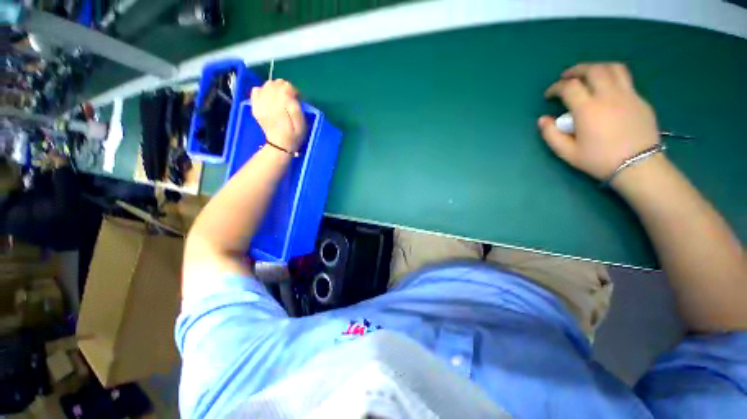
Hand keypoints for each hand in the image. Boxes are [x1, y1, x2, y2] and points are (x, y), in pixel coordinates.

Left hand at [250, 79, 306, 152]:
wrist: (279, 145)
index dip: (293, 91)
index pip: (286, 87)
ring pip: (266, 85)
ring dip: (275, 89)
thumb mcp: (301, 124)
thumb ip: (296, 107)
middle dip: (284, 88)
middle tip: (289, 99)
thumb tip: (290, 94)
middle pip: (275, 83)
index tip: (298, 99)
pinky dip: (263, 91)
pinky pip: (256, 90)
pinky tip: (269, 99)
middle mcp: (268, 102)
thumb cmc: (294, 135)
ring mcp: (259, 104)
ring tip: (280, 99)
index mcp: (281, 106)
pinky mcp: (255, 106)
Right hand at [538, 63, 660, 183]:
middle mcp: (608, 96)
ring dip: (597, 68)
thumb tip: (543, 119)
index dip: (555, 88)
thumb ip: (551, 134)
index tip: (549, 95)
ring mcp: (628, 95)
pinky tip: (606, 89)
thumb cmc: (599, 160)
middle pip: (593, 70)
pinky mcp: (640, 100)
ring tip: (588, 75)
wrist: (638, 166)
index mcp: (588, 109)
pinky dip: (612, 78)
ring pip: (613, 68)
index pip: (569, 87)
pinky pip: (625, 80)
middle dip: (576, 70)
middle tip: (567, 78)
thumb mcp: (567, 153)